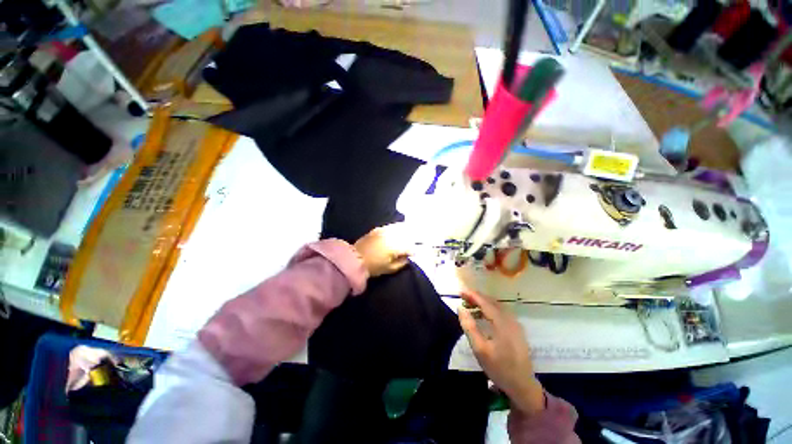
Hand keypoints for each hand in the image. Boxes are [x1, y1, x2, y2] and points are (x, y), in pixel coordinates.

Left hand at [353, 223, 411, 276]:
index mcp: (395, 246)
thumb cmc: (373, 266)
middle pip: (406, 235)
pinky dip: (395, 229)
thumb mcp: (390, 269)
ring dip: (404, 233)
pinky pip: (390, 227)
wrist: (354, 259)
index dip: (413, 251)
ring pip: (399, 229)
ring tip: (406, 237)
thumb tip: (407, 258)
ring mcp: (384, 231)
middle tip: (411, 245)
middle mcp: (391, 236)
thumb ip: (401, 263)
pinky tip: (396, 233)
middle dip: (410, 240)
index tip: (413, 255)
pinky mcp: (377, 229)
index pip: (409, 247)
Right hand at [458, 290, 544, 415]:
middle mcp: (510, 319)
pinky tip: (482, 314)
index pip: (485, 302)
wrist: (522, 385)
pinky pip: (501, 312)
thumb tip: (460, 308)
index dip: (472, 295)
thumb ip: (469, 326)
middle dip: (477, 297)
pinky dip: (489, 309)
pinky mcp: (516, 329)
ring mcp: (515, 324)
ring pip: (497, 306)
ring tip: (469, 304)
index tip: (460, 291)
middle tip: (463, 296)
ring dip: (483, 302)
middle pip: (492, 301)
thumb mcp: (479, 349)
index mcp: (502, 323)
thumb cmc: (499, 368)